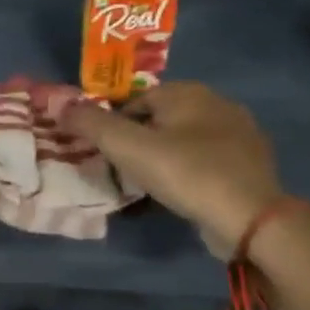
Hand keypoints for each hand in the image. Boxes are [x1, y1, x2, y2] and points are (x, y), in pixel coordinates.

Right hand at [62, 83, 282, 256]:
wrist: (251, 218)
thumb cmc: (186, 172)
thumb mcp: (128, 147)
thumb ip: (90, 124)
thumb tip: (58, 105)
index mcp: (188, 91)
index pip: (136, 99)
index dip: (114, 124)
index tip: (106, 153)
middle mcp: (217, 103)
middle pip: (161, 119)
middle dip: (140, 141)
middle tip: (125, 170)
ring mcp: (239, 134)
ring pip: (185, 141)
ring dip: (165, 158)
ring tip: (150, 186)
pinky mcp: (250, 164)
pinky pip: (207, 162)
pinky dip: (189, 173)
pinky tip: (182, 194)